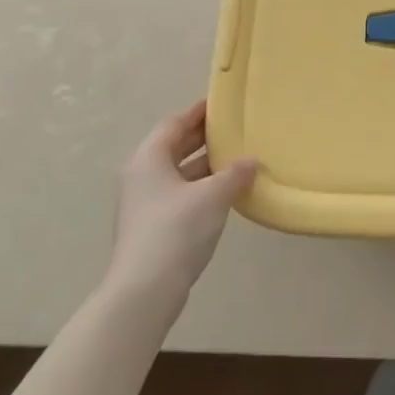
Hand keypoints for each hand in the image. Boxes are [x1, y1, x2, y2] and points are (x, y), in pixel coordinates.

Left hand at [101, 101, 256, 304]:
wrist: (144, 290)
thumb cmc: (176, 230)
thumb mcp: (213, 195)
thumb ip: (235, 174)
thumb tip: (251, 161)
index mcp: (150, 159)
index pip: (175, 123)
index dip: (198, 112)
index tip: (222, 104)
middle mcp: (142, 176)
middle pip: (174, 146)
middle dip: (203, 137)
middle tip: (235, 127)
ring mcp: (145, 203)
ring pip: (179, 173)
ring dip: (205, 165)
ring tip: (237, 158)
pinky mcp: (153, 227)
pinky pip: (180, 194)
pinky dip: (201, 187)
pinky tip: (226, 192)